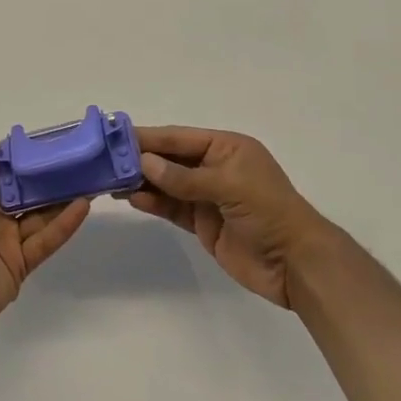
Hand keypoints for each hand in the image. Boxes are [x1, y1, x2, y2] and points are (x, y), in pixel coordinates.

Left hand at [0, 136, 91, 334]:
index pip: (3, 170)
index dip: (23, 156)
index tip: (48, 140)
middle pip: (26, 190)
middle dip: (48, 174)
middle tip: (77, 157)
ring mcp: (8, 238)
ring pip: (41, 212)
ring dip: (63, 196)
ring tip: (89, 177)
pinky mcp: (22, 262)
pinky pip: (47, 239)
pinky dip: (65, 224)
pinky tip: (83, 205)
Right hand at [126, 126, 337, 307]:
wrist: (296, 265)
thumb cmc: (269, 213)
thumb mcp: (229, 187)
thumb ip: (185, 177)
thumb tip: (144, 162)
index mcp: (226, 147)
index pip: (179, 138)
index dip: (148, 137)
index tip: (115, 136)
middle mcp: (215, 166)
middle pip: (170, 159)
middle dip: (140, 158)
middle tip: (104, 159)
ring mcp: (207, 196)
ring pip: (167, 183)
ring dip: (141, 180)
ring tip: (109, 179)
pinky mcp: (203, 223)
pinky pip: (171, 207)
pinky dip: (152, 202)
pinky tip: (131, 198)